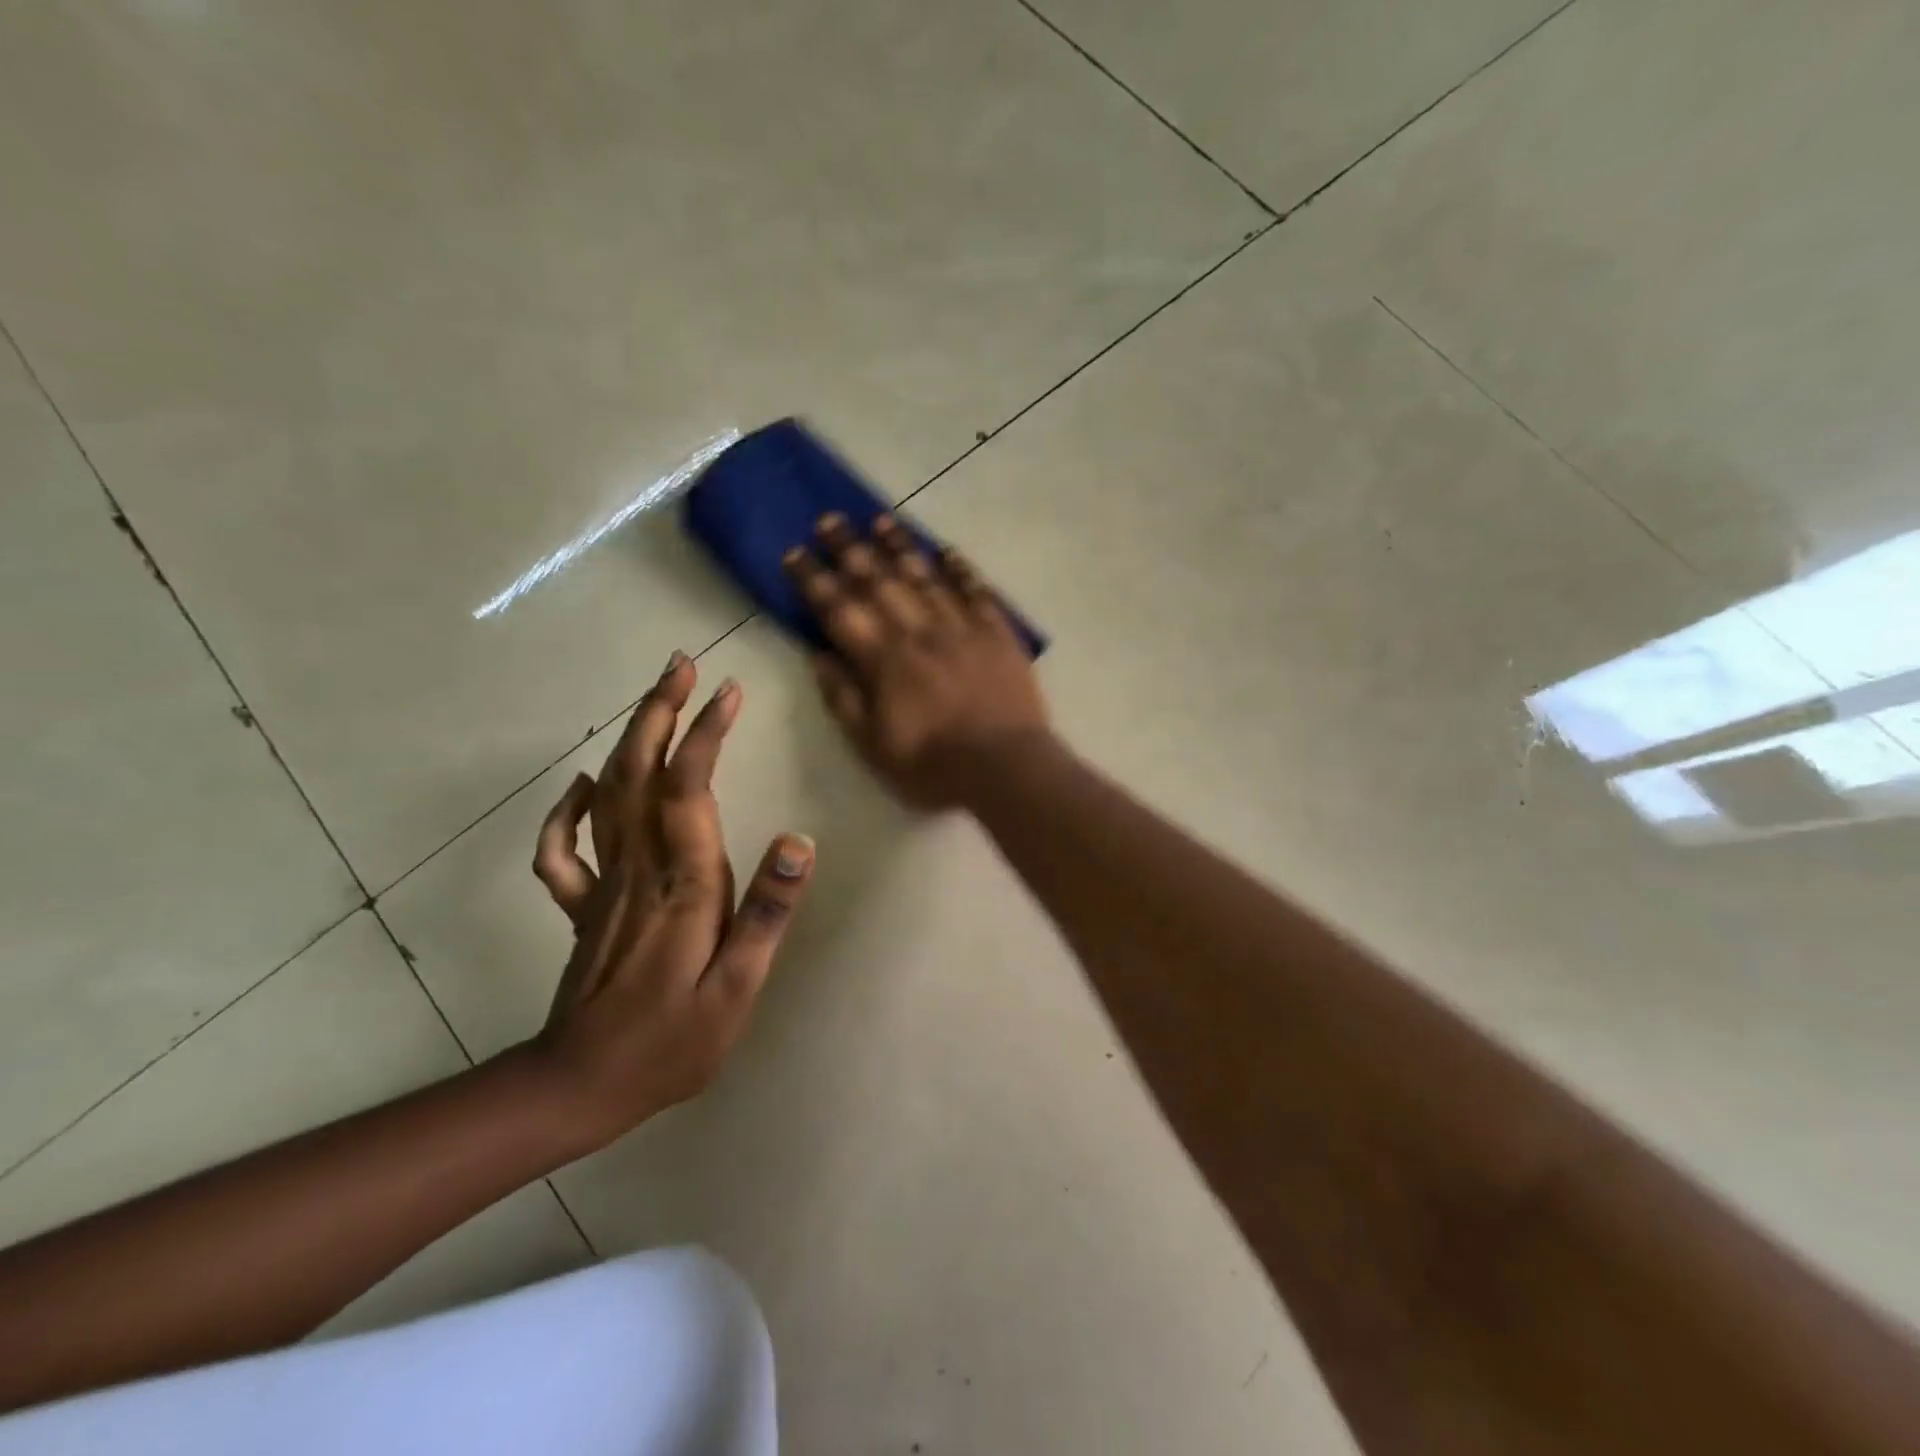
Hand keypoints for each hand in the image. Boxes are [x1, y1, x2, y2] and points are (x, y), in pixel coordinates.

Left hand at [527, 656, 814, 1145]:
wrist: (581, 1089)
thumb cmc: (672, 1042)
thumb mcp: (737, 989)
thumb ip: (766, 913)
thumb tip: (798, 840)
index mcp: (682, 885)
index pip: (689, 790)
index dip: (706, 734)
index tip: (729, 692)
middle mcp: (638, 870)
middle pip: (640, 773)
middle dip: (660, 712)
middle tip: (681, 665)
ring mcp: (604, 885)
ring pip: (609, 795)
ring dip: (630, 739)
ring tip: (654, 698)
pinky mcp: (586, 906)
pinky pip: (565, 848)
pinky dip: (569, 808)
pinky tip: (584, 784)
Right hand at [784, 512, 1049, 808]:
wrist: (1005, 768)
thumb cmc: (932, 766)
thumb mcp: (872, 746)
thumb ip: (843, 699)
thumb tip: (818, 655)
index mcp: (883, 660)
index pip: (839, 610)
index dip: (814, 580)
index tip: (795, 553)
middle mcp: (918, 632)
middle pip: (879, 581)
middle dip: (850, 549)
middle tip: (830, 519)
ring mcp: (961, 627)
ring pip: (925, 576)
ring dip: (900, 546)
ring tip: (880, 520)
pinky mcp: (997, 633)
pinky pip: (976, 590)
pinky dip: (960, 569)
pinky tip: (946, 550)